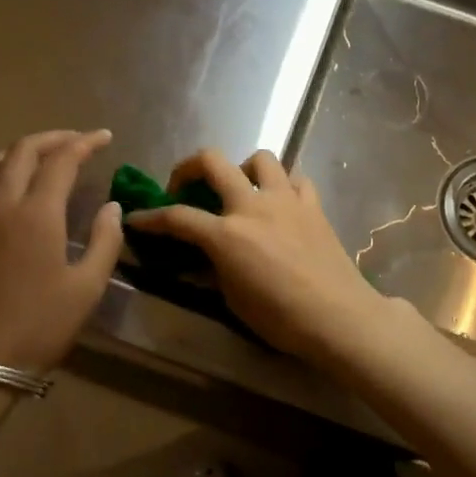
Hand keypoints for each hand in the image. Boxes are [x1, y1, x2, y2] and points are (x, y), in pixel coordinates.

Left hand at [0, 130, 124, 373]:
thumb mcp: (87, 288)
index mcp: (36, 214)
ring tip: (45, 156)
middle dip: (54, 138)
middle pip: (23, 151)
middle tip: (79, 141)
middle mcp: (1, 205)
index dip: (85, 143)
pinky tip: (14, 187)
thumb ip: (104, 241)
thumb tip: (111, 207)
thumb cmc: (40, 327)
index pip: (61, 160)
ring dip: (21, 150)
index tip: (105, 137)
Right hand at [125, 149, 387, 360]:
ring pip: (260, 158)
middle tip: (184, 187)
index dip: (151, 218)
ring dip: (242, 168)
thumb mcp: (233, 299)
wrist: (339, 317)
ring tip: (240, 190)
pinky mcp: (313, 205)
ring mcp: (286, 200)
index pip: (177, 217)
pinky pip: (296, 179)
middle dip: (189, 167)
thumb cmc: (281, 318)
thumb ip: (213, 268)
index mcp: (226, 234)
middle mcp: (252, 206)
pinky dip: (284, 185)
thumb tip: (201, 257)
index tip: (137, 219)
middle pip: (213, 161)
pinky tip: (280, 203)